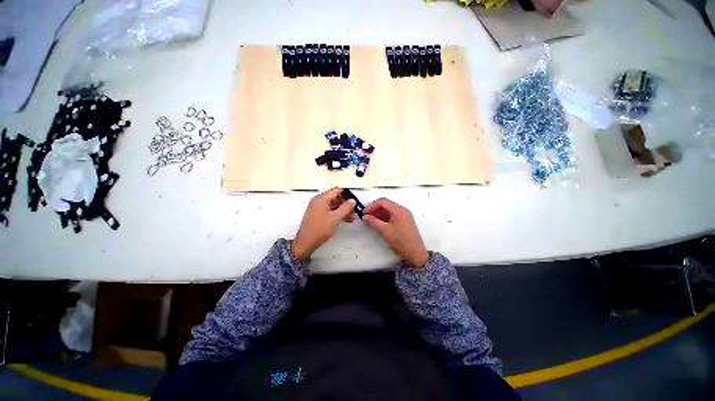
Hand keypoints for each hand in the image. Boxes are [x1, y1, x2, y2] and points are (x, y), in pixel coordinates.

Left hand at [291, 188, 356, 260]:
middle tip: (354, 210)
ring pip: (333, 205)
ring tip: (351, 218)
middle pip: (335, 198)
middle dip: (346, 204)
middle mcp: (318, 201)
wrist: (306, 243)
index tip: (354, 200)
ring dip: (343, 210)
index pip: (336, 190)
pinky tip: (345, 220)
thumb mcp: (335, 218)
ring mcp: (317, 208)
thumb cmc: (319, 229)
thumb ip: (345, 208)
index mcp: (321, 199)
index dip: (346, 194)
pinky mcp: (318, 215)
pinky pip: (330, 211)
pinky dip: (337, 214)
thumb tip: (352, 201)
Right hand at [363, 198, 428, 267]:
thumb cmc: (401, 241)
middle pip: (386, 204)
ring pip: (388, 210)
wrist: (416, 254)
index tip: (364, 213)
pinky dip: (384, 217)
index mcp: (398, 210)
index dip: (371, 206)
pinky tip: (378, 223)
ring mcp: (404, 216)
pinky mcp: (404, 221)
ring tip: (370, 221)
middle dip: (374, 209)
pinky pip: (392, 215)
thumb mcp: (385, 231)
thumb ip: (373, 222)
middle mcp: (402, 210)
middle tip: (366, 216)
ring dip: (379, 213)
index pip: (382, 202)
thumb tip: (364, 217)